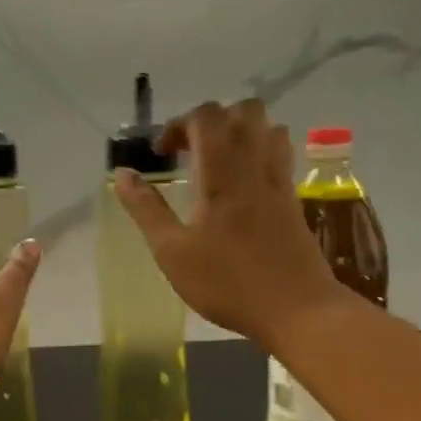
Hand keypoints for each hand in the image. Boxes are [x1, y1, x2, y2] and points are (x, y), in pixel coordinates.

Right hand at [112, 99, 344, 345]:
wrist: (298, 310)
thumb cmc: (227, 282)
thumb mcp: (172, 251)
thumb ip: (146, 209)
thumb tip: (122, 175)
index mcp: (222, 172)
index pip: (205, 117)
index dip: (178, 125)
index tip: (161, 156)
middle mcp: (255, 165)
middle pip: (243, 110)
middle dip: (211, 121)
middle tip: (189, 152)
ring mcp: (280, 180)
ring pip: (267, 127)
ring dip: (239, 132)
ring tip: (216, 162)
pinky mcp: (293, 198)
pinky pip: (280, 153)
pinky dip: (258, 152)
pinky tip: (241, 184)